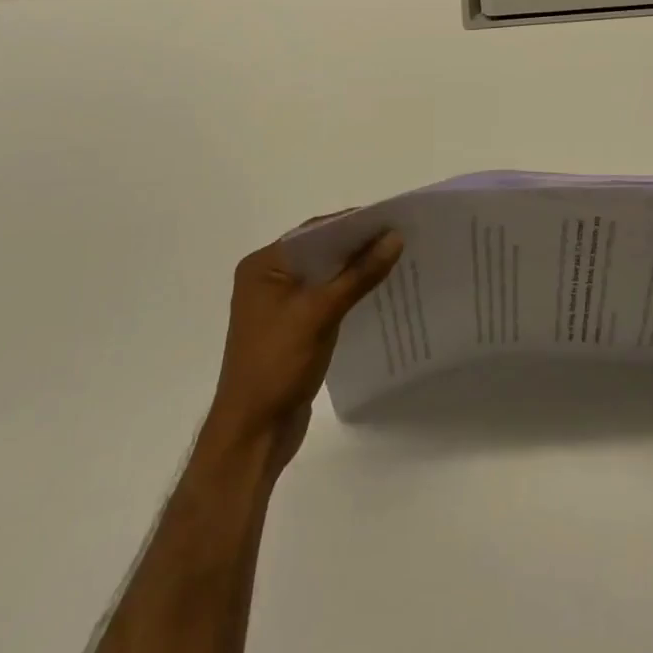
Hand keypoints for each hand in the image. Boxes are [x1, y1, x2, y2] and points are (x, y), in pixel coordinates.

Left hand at [204, 229, 403, 471]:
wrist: (253, 434)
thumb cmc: (278, 364)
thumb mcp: (321, 312)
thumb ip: (359, 274)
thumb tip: (395, 237)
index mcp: (263, 265)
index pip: (314, 232)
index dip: (352, 223)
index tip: (391, 218)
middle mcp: (267, 278)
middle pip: (320, 251)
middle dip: (357, 245)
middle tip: (399, 236)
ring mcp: (278, 304)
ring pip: (324, 274)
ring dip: (355, 269)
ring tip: (395, 259)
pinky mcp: (292, 326)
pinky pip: (324, 297)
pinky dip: (348, 291)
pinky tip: (376, 291)